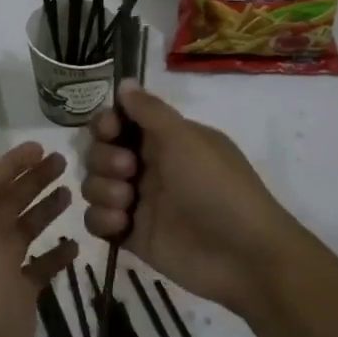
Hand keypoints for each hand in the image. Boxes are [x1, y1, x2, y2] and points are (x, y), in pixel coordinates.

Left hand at [0, 142, 76, 336]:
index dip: (14, 163)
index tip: (41, 146)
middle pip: (12, 203)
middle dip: (34, 180)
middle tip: (64, 162)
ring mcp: (5, 271)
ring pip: (27, 230)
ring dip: (46, 210)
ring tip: (71, 194)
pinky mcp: (22, 295)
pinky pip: (41, 266)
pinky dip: (56, 253)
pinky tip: (75, 244)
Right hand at [82, 84, 313, 317]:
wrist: (243, 255)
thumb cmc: (216, 187)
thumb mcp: (185, 138)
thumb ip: (149, 110)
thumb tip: (124, 81)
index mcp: (164, 140)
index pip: (119, 123)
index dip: (106, 124)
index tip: (109, 130)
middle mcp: (148, 167)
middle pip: (99, 152)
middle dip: (104, 158)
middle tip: (128, 169)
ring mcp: (139, 203)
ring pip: (94, 185)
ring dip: (102, 189)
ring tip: (128, 202)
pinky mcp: (132, 235)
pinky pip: (97, 221)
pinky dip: (102, 220)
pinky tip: (123, 224)